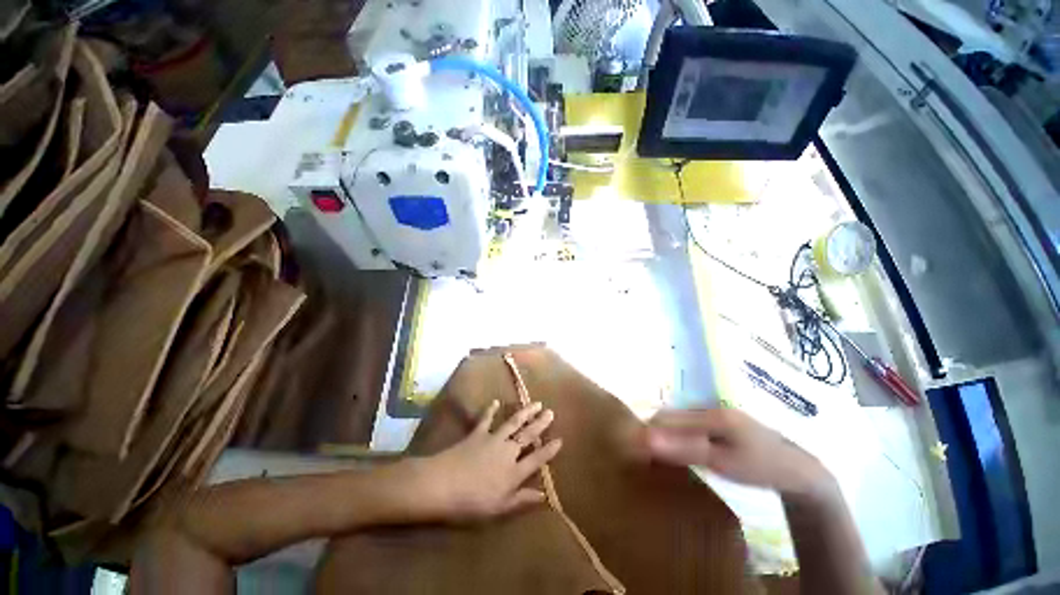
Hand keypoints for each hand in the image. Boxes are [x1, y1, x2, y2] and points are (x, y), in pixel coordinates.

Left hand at [411, 400, 561, 522]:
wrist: (442, 485)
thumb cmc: (471, 503)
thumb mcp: (499, 508)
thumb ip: (522, 499)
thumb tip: (544, 495)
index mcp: (514, 471)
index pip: (538, 458)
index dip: (550, 450)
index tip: (561, 439)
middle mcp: (508, 451)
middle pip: (528, 435)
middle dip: (540, 424)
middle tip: (551, 412)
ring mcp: (493, 439)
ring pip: (513, 423)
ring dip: (525, 412)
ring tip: (536, 403)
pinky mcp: (477, 433)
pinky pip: (486, 419)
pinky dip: (491, 409)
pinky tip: (496, 401)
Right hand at [643, 408, 832, 497]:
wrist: (799, 470)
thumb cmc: (761, 467)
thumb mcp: (722, 462)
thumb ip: (684, 449)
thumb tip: (647, 439)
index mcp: (710, 414)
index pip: (666, 418)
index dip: (648, 432)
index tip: (636, 450)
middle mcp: (710, 407)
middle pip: (670, 415)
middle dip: (655, 432)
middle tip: (646, 455)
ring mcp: (715, 412)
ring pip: (679, 418)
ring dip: (666, 433)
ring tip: (660, 453)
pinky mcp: (720, 420)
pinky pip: (690, 423)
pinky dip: (679, 435)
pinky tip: (681, 449)